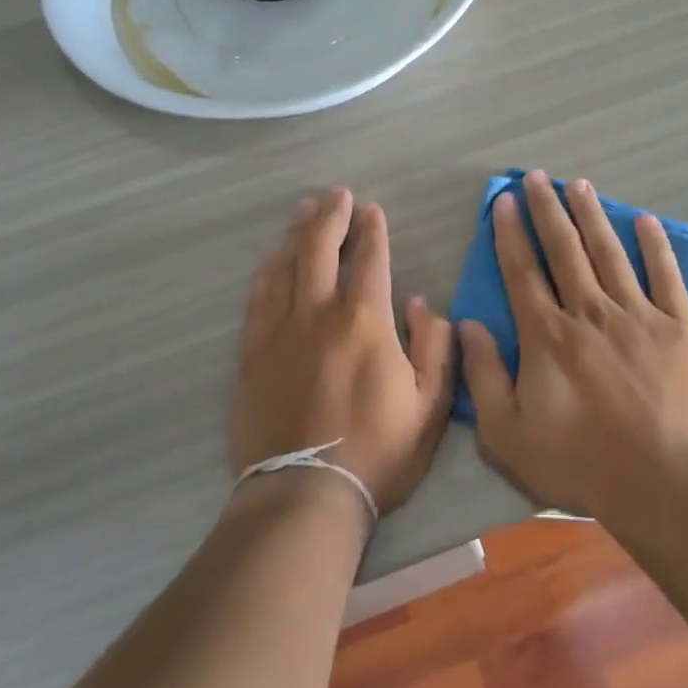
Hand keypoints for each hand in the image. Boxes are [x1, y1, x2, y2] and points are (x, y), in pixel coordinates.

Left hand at [230, 187, 454, 516]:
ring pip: (286, 265)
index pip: (370, 260)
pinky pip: (258, 296)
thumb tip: (420, 304)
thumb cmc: (378, 451)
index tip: (372, 211)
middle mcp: (318, 313)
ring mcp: (279, 330)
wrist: (305, 493)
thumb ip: (436, 347)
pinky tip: (273, 257)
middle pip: (320, 249)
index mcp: (366, 321)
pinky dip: (268, 268)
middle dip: (331, 215)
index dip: (372, 231)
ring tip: (304, 209)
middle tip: (336, 194)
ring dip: (297, 232)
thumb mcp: (431, 405)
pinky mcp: (251, 351)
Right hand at [458, 170, 687, 521]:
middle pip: (565, 250)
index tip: (503, 200)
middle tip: (537, 177)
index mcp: (548, 337)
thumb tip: (468, 325)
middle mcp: (590, 313)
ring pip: (609, 253)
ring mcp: (638, 316)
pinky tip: (645, 220)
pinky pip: (665, 276)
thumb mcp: (508, 435)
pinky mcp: (679, 328)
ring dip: (592, 216)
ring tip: (579, 185)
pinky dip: (655, 246)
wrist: (664, 484)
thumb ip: (483, 377)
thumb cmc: (580, 464)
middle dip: (547, 210)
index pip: (523, 272)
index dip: (510, 233)